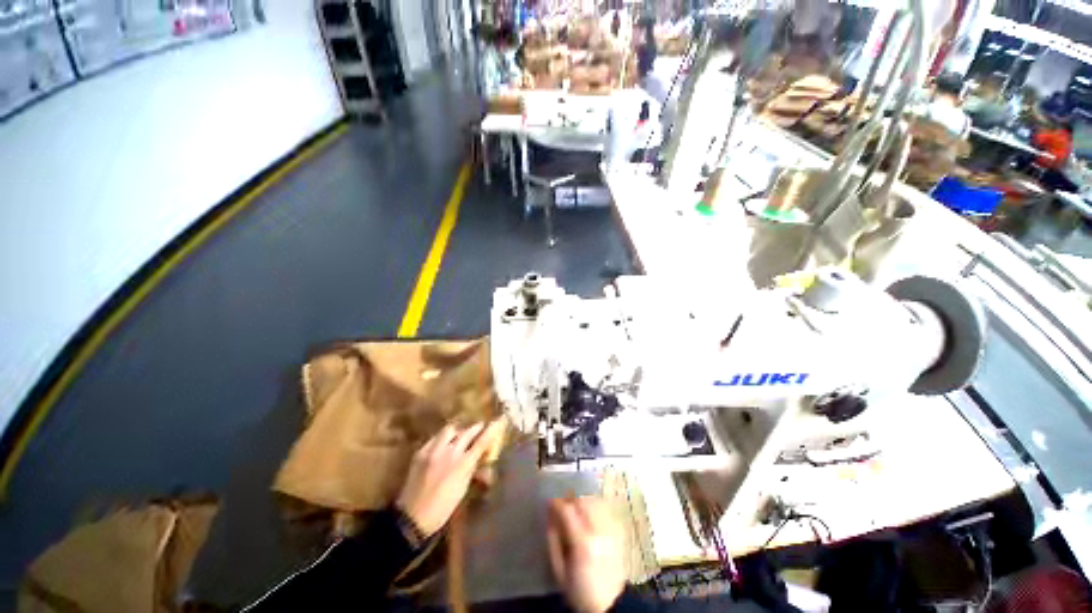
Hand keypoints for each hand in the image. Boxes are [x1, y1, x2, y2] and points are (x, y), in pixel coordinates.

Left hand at [396, 421, 503, 536]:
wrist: (412, 517)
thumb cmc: (443, 508)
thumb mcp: (463, 489)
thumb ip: (472, 470)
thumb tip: (481, 460)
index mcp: (463, 464)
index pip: (481, 442)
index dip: (490, 431)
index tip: (496, 423)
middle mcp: (450, 452)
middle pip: (466, 432)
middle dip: (475, 428)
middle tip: (479, 427)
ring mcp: (434, 450)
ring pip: (449, 430)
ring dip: (458, 431)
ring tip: (459, 435)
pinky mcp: (421, 452)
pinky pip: (434, 438)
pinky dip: (441, 438)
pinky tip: (442, 444)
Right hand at [547, 497, 626, 612]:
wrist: (610, 604)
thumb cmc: (579, 590)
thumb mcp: (559, 571)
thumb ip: (553, 540)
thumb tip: (549, 515)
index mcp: (582, 543)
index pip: (567, 511)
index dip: (556, 502)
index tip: (549, 500)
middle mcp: (598, 531)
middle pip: (582, 500)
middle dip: (569, 497)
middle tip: (561, 501)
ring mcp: (610, 530)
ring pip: (594, 501)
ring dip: (582, 498)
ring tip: (574, 504)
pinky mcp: (617, 532)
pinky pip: (604, 508)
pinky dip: (594, 504)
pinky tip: (588, 510)